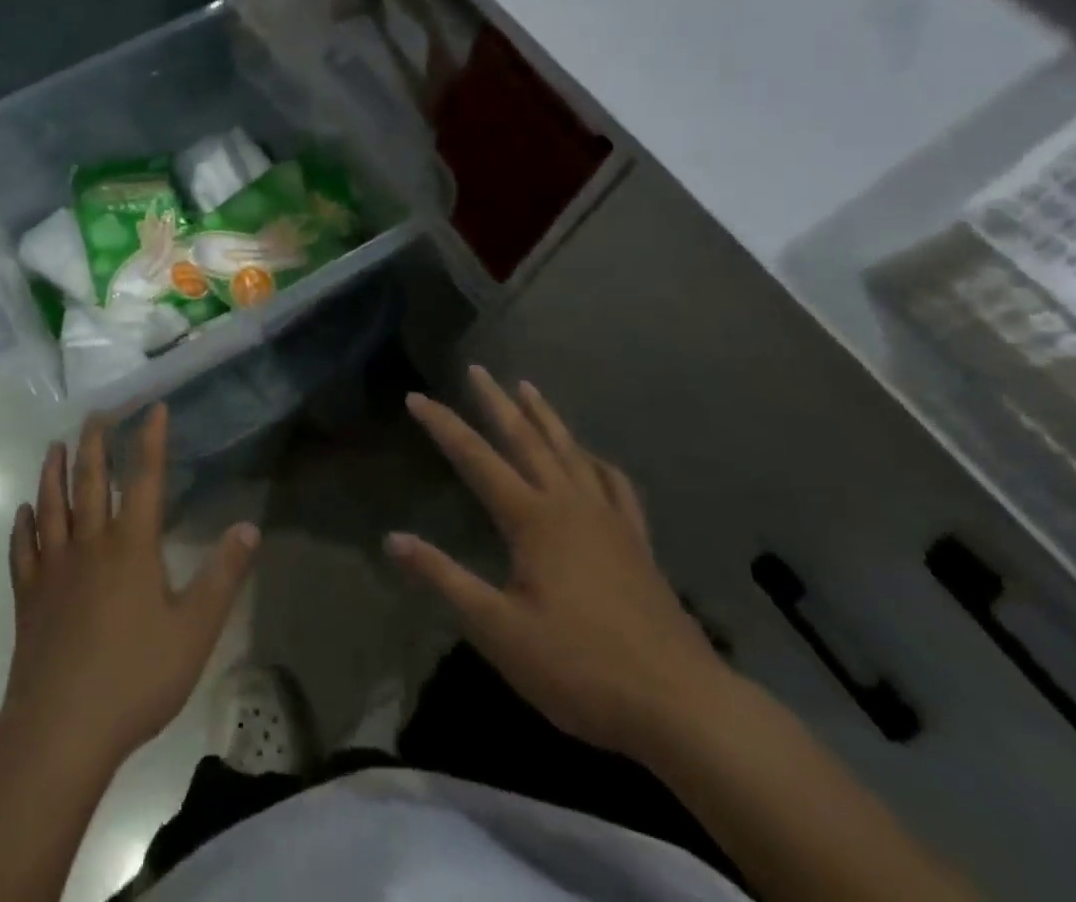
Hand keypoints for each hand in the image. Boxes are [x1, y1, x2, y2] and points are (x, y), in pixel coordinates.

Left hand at [2, 405, 258, 770]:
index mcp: (131, 547)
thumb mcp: (194, 630)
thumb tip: (248, 527)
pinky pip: (24, 550)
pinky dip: (23, 526)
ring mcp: (54, 569)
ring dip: (54, 473)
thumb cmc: (135, 677)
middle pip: (91, 482)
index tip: (152, 408)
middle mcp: (90, 545)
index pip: (144, 479)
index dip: (149, 441)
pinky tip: (23, 512)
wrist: (60, 729)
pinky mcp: (30, 598)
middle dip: (95, 444)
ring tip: (55, 446)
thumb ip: (222, 576)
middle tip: (95, 413)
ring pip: (52, 507)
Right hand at [388, 367, 729, 760]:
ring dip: (545, 417)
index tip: (416, 396)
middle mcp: (569, 504)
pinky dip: (597, 462)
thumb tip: (393, 539)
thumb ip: (445, 578)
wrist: (682, 706)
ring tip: (528, 388)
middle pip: (526, 439)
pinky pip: (614, 485)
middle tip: (478, 369)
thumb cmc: (580, 668)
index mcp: (532, 518)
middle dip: (497, 402)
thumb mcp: (499, 629)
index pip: (475, 458)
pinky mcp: (637, 543)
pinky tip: (592, 459)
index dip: (442, 425)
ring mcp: (609, 520)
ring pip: (570, 451)